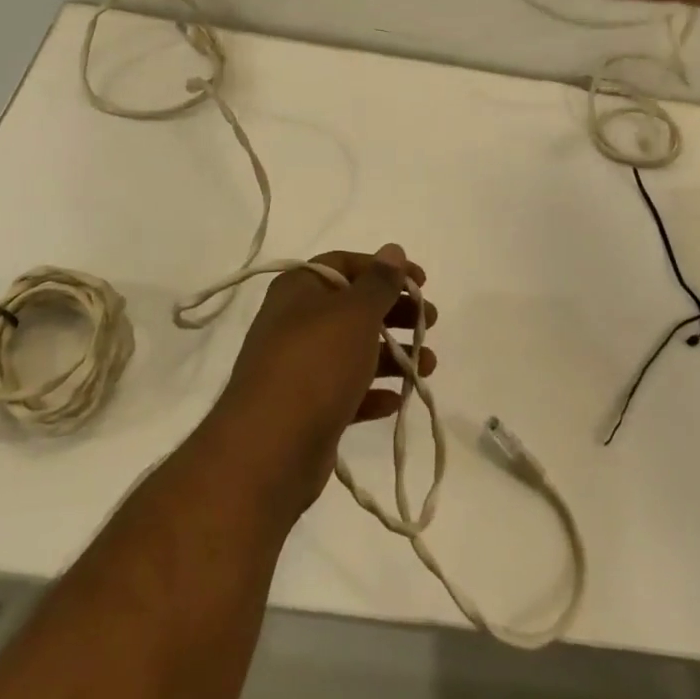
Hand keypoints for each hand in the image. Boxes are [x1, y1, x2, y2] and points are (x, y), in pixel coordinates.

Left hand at [216, 245, 434, 513]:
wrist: (269, 448)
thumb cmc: (316, 364)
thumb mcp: (355, 313)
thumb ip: (379, 282)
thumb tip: (393, 250)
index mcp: (300, 289)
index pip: (345, 264)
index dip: (385, 269)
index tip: (422, 282)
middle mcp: (296, 322)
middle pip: (353, 308)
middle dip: (394, 313)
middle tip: (430, 322)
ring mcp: (299, 368)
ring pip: (353, 351)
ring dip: (392, 355)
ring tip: (427, 366)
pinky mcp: (307, 409)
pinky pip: (346, 392)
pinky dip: (371, 393)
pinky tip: (395, 400)